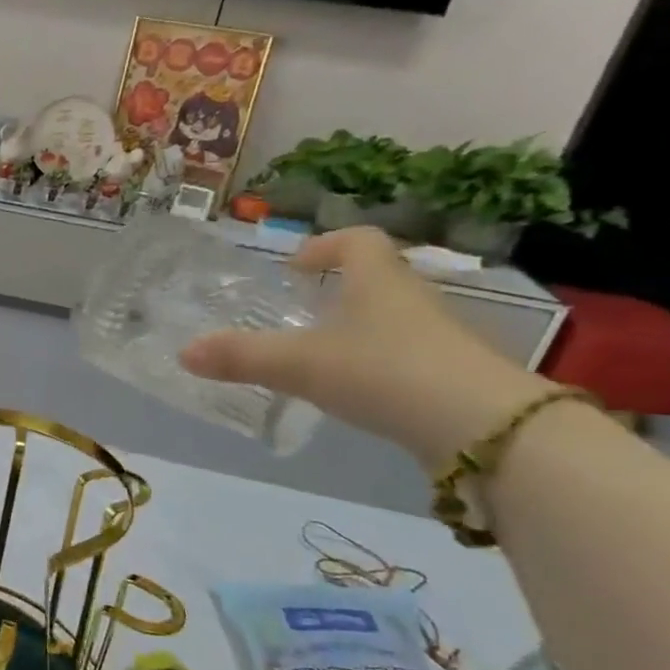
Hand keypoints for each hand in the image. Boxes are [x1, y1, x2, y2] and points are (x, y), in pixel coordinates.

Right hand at [179, 226, 554, 469]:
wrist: (485, 429)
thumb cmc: (384, 372)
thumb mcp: (301, 364)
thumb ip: (241, 357)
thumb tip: (183, 352)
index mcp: (377, 281)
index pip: (356, 241)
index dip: (323, 246)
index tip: (295, 267)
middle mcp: (412, 299)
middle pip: (377, 278)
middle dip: (339, 288)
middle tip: (301, 312)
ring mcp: (439, 338)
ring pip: (393, 318)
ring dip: (360, 327)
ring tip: (322, 355)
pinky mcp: (453, 376)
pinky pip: (407, 355)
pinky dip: (379, 363)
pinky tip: (359, 392)